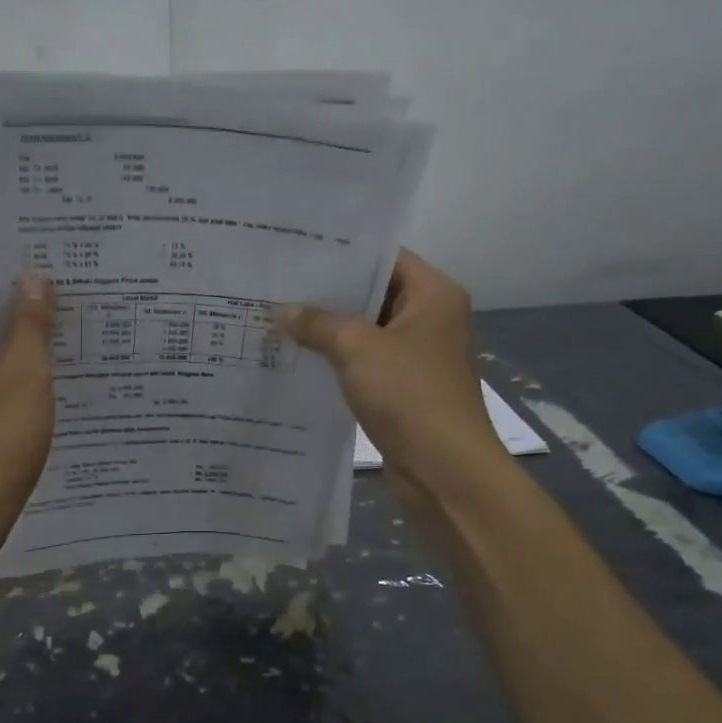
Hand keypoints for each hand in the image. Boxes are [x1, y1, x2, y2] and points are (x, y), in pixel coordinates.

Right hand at [279, 249, 500, 493]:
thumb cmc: (409, 394)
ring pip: (365, 331)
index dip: (343, 254)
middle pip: (373, 294)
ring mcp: (416, 355)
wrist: (443, 469)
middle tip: (279, 285)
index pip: (385, 257)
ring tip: (278, 318)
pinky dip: (336, 360)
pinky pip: (364, 363)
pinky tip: (296, 357)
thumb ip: (318, 323)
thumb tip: (283, 310)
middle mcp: (429, 318)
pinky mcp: (402, 388)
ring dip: (328, 330)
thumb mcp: (357, 348)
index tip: (299, 253)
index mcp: (433, 295)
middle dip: (328, 294)